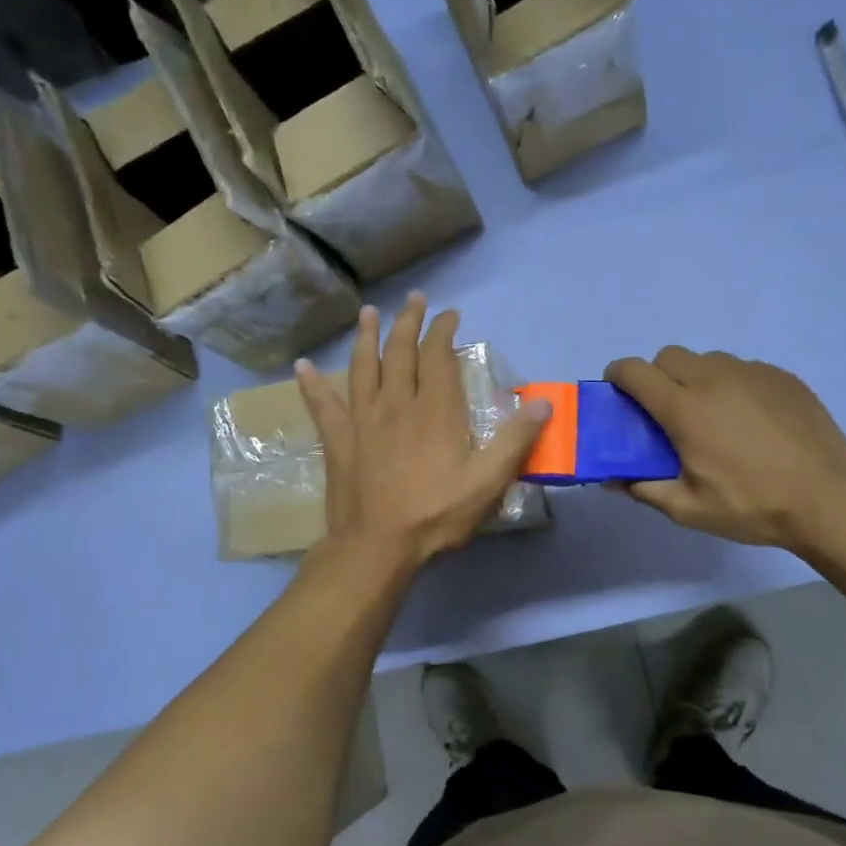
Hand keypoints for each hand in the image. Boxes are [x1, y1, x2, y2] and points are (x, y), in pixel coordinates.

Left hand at [297, 294, 550, 573]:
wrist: (377, 546)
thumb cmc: (436, 514)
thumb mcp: (488, 482)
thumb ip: (515, 440)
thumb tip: (543, 403)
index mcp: (434, 409)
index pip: (438, 355)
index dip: (444, 330)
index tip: (450, 314)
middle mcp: (396, 403)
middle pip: (400, 351)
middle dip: (409, 321)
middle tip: (415, 299)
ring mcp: (362, 419)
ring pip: (363, 366)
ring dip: (366, 337)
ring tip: (368, 313)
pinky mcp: (338, 440)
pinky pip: (322, 405)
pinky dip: (311, 384)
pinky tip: (301, 367)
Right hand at [604, 347, 845, 556]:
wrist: (828, 499)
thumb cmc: (752, 505)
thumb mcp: (688, 509)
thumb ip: (644, 489)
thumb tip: (612, 480)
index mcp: (685, 408)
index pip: (635, 371)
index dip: (618, 376)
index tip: (618, 393)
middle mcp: (714, 379)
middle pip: (669, 356)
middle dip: (657, 375)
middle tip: (667, 411)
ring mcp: (752, 373)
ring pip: (708, 359)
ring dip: (696, 378)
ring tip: (712, 415)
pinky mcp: (782, 377)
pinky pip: (743, 368)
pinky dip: (732, 384)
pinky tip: (749, 419)